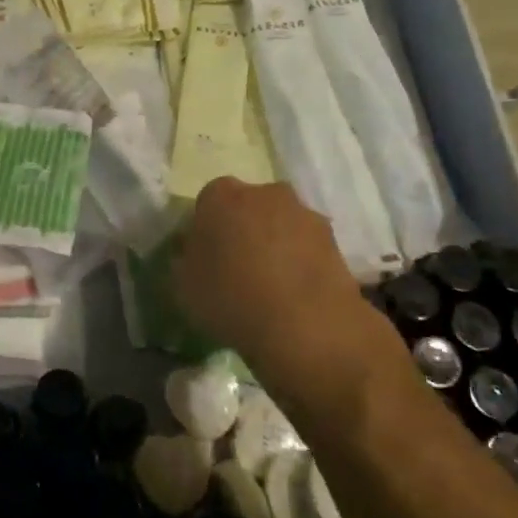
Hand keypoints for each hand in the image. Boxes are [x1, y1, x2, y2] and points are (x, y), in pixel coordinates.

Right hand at [172, 178, 404, 390]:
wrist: (305, 325)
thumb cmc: (231, 298)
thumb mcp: (183, 285)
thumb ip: (184, 259)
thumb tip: (191, 250)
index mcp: (220, 195)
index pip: (207, 202)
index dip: (205, 229)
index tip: (205, 257)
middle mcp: (264, 191)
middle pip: (248, 206)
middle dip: (242, 229)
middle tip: (237, 267)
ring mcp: (304, 213)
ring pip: (280, 224)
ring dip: (274, 244)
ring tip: (270, 286)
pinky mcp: (335, 240)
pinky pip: (306, 247)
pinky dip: (300, 262)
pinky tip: (294, 294)